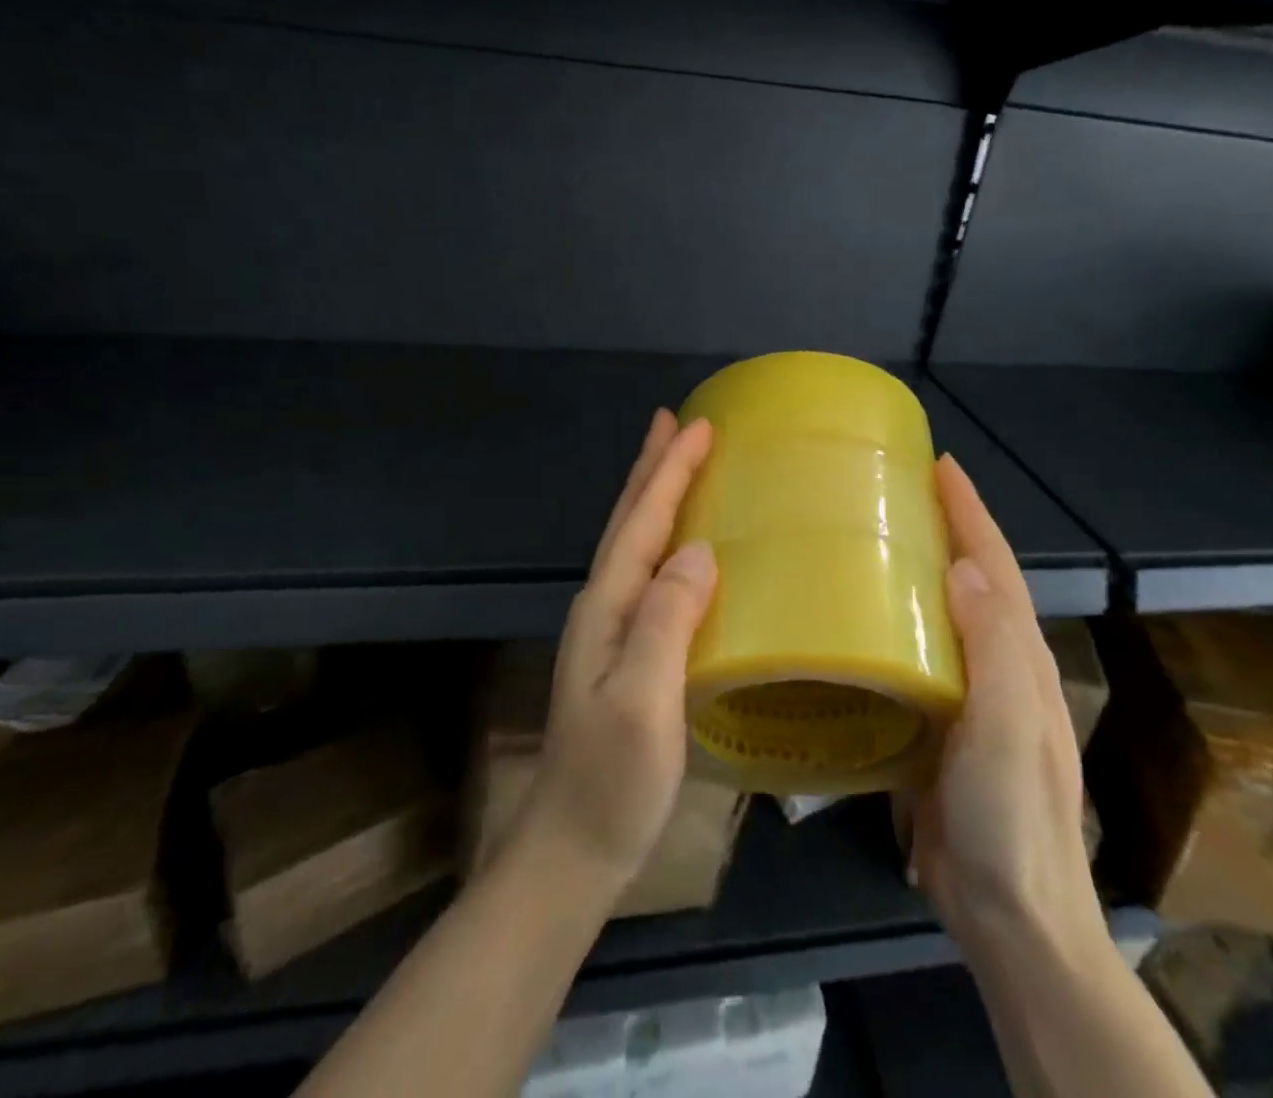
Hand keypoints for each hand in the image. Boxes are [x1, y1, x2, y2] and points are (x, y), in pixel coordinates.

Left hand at [514, 409, 717, 896]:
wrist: (572, 849)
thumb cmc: (611, 779)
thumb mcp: (642, 702)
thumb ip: (666, 623)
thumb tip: (699, 550)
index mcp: (607, 606)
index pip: (642, 522)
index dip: (668, 472)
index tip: (698, 426)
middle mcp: (603, 606)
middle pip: (630, 521)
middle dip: (652, 468)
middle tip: (675, 422)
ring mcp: (610, 630)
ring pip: (635, 543)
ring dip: (653, 496)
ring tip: (674, 463)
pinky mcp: (625, 652)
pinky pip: (648, 573)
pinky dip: (663, 539)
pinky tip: (681, 546)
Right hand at [896, 455, 1103, 958]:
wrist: (1011, 916)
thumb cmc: (1011, 816)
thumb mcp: (1008, 727)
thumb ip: (993, 648)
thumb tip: (965, 567)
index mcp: (1019, 655)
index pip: (995, 564)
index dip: (970, 512)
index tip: (939, 465)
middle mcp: (999, 665)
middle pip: (972, 579)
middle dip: (944, 527)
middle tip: (894, 490)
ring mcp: (970, 697)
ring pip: (943, 614)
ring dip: (917, 569)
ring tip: (871, 537)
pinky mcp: (939, 726)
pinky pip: (918, 656)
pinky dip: (896, 622)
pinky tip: (861, 619)